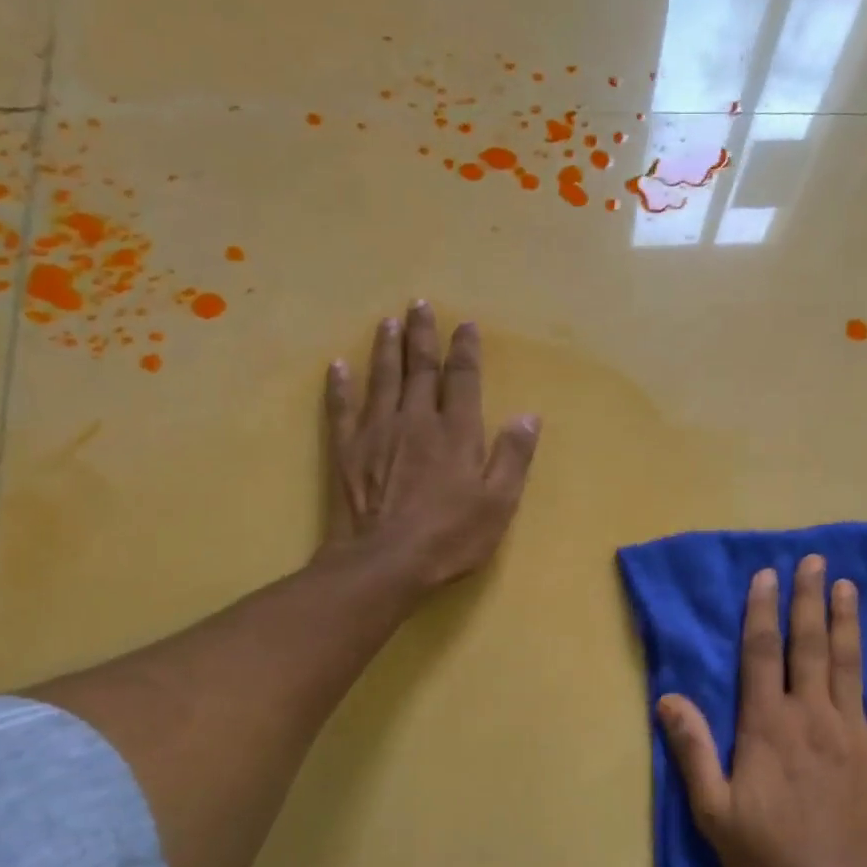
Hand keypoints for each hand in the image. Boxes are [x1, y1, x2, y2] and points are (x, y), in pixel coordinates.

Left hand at [319, 302, 539, 591]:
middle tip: (419, 304)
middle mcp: (417, 420)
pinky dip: (340, 385)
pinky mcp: (347, 450)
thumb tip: (527, 416)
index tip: (465, 324)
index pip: (463, 379)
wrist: (385, 562)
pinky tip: (338, 366)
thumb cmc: (451, 536)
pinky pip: (342, 408)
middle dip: (422, 335)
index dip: (465, 350)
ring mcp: (377, 432)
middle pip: (420, 368)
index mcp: (457, 431)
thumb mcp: (499, 502)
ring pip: (383, 378)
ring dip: (386, 348)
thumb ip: (513, 456)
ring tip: (387, 322)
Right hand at [659, 555, 866, 866]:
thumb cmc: (768, 853)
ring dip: (847, 621)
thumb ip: (693, 749)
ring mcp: (853, 731)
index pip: (763, 653)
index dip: (762, 611)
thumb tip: (669, 698)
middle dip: (809, 599)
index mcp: (768, 724)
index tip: (766, 576)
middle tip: (814, 562)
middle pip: (809, 644)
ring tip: (847, 586)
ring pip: (849, 663)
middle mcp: (811, 714)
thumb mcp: (713, 810)